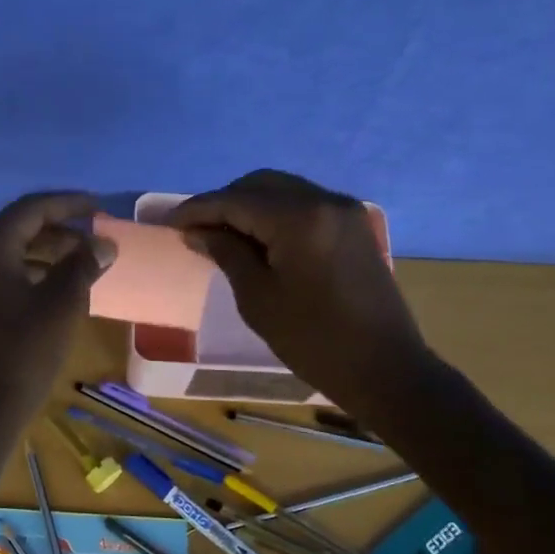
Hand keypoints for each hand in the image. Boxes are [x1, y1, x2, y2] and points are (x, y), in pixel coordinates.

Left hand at [0, 192, 114, 421]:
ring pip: (4, 255)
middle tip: (91, 239)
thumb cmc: (24, 353)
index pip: (30, 209)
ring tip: (77, 265)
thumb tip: (102, 244)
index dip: (67, 204)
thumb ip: (83, 264)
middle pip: (14, 229)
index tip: (97, 206)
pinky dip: (24, 275)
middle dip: (56, 230)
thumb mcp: (62, 304)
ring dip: (42, 254)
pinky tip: (49, 292)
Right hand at [166, 170, 435, 422]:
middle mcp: (324, 201)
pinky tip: (257, 238)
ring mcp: (344, 211)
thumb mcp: (258, 298)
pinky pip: (303, 204)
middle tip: (194, 229)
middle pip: (260, 184)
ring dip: (249, 205)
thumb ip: (227, 253)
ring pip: (283, 190)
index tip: (168, 222)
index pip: (236, 200)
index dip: (198, 209)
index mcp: (299, 219)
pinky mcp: (353, 226)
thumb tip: (198, 230)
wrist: (386, 369)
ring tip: (222, 233)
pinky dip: (274, 213)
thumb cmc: (314, 340)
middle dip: (224, 201)